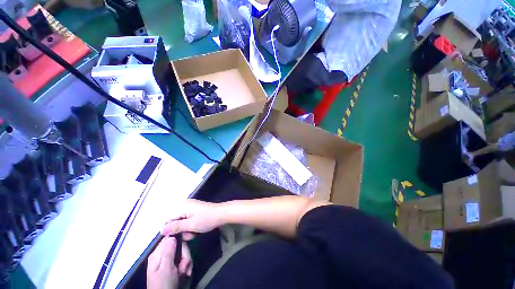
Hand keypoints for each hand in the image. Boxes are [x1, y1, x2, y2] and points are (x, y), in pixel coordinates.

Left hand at [147, 236, 192, 288]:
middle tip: (185, 265)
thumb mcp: (166, 269)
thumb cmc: (163, 285)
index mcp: (157, 254)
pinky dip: (186, 266)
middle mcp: (162, 255)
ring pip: (182, 253)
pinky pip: (182, 260)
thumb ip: (168, 252)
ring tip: (184, 271)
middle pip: (179, 246)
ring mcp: (167, 261)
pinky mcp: (172, 266)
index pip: (170, 238)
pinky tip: (185, 273)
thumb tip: (172, 236)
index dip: (180, 239)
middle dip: (185, 254)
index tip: (187, 244)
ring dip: (186, 262)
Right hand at [162, 199, 220, 238]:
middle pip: (174, 221)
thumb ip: (176, 227)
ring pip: (181, 223)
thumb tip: (161, 230)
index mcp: (183, 206)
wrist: (221, 214)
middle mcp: (185, 205)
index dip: (171, 228)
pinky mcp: (194, 212)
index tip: (177, 236)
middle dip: (180, 230)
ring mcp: (190, 208)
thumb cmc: (207, 219)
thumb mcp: (191, 225)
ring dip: (185, 230)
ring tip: (194, 233)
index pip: (168, 218)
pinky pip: (187, 221)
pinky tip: (196, 230)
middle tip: (188, 234)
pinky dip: (190, 227)